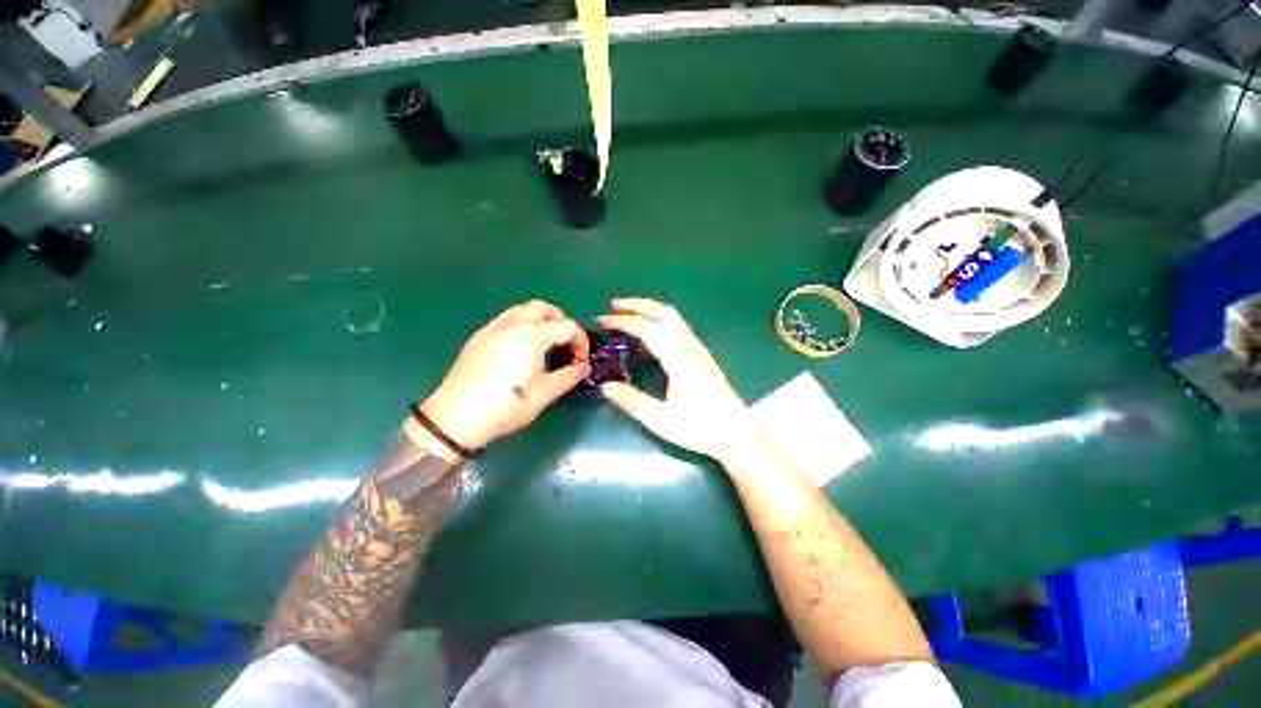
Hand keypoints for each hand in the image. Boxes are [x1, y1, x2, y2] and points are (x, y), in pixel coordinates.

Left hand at [420, 300, 590, 452]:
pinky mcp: (479, 337)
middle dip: (562, 321)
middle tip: (566, 344)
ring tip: (546, 343)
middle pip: (544, 308)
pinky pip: (506, 319)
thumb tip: (585, 367)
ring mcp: (493, 328)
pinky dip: (522, 324)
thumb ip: (570, 376)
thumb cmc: (507, 405)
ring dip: (541, 319)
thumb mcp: (546, 393)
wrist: (457, 418)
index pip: (567, 327)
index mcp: (532, 335)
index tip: (581, 361)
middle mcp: (512, 324)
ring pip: (523, 309)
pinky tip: (521, 348)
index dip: (581, 342)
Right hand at [598, 298, 755, 463]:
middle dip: (638, 304)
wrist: (738, 434)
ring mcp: (698, 349)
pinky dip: (660, 321)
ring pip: (673, 317)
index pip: (648, 329)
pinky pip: (678, 328)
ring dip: (650, 310)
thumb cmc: (700, 427)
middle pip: (664, 312)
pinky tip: (651, 334)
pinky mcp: (702, 356)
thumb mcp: (660, 419)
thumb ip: (631, 401)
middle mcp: (690, 346)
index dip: (624, 322)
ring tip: (629, 313)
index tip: (603, 320)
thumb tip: (606, 386)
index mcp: (679, 358)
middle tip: (614, 304)